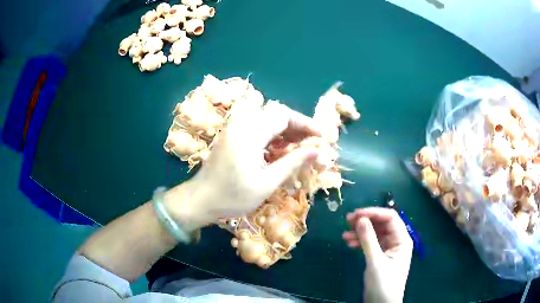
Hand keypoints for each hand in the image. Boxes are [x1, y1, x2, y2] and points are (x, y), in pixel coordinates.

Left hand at [166, 101, 320, 230]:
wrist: (200, 200)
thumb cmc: (233, 197)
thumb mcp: (266, 183)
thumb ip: (292, 163)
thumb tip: (316, 151)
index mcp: (250, 133)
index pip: (283, 116)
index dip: (305, 124)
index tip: (321, 136)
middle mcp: (241, 125)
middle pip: (275, 114)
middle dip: (296, 127)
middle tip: (311, 143)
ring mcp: (234, 129)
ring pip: (266, 120)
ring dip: (285, 131)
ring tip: (300, 148)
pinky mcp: (232, 136)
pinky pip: (257, 128)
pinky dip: (272, 136)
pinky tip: (280, 150)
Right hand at [342, 207, 412, 302]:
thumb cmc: (383, 284)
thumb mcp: (375, 262)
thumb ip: (368, 240)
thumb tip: (360, 219)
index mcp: (402, 239)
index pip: (390, 217)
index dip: (374, 213)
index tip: (356, 215)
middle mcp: (397, 241)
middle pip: (382, 224)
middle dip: (366, 221)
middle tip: (347, 221)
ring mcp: (388, 248)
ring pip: (375, 233)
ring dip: (360, 232)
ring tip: (345, 234)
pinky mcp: (380, 256)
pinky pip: (371, 243)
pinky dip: (360, 241)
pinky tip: (349, 242)